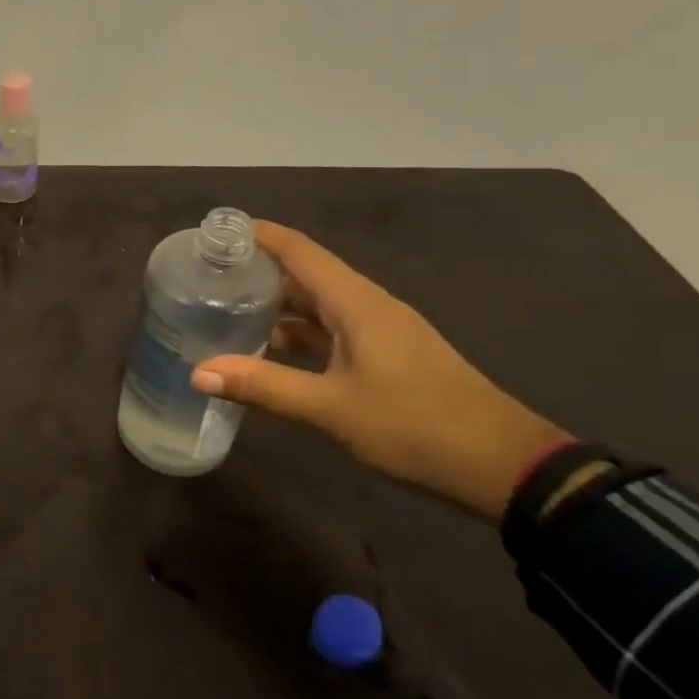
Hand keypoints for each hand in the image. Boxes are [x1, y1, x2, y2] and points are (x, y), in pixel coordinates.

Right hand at [190, 222, 568, 521]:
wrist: (500, 465)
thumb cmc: (415, 425)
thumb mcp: (331, 408)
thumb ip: (264, 387)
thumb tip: (198, 373)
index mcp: (356, 303)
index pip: (299, 251)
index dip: (259, 236)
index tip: (215, 233)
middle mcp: (366, 307)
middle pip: (305, 275)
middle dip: (258, 271)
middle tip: (206, 276)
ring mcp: (378, 332)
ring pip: (317, 306)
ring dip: (276, 306)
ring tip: (224, 312)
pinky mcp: (384, 356)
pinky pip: (330, 332)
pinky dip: (297, 335)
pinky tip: (268, 352)